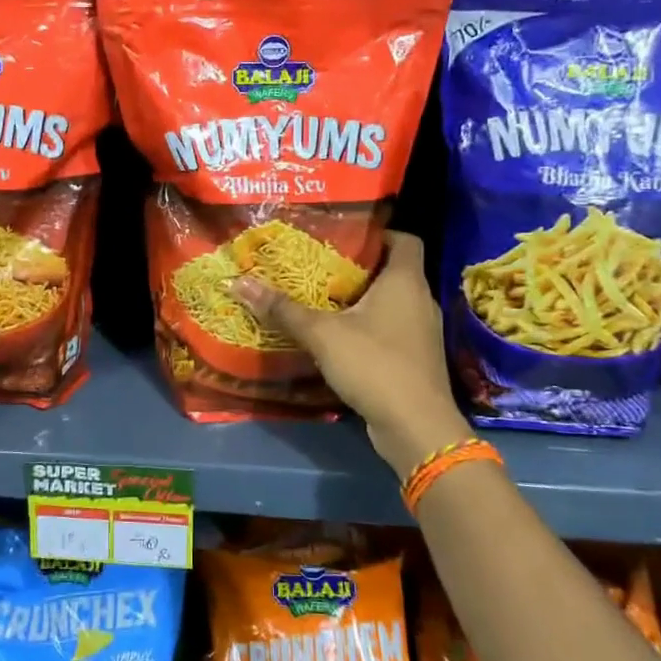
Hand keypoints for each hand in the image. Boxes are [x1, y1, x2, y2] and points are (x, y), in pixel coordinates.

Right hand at [233, 230, 471, 477]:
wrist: (416, 427)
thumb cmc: (374, 364)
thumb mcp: (321, 334)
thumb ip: (283, 309)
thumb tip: (239, 282)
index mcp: (405, 281)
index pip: (404, 239)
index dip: (378, 233)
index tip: (344, 237)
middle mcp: (420, 300)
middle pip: (393, 271)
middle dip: (358, 268)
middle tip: (318, 268)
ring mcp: (421, 332)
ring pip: (391, 303)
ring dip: (361, 301)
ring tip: (322, 301)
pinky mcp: (416, 360)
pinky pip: (391, 331)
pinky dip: (368, 329)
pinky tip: (338, 339)